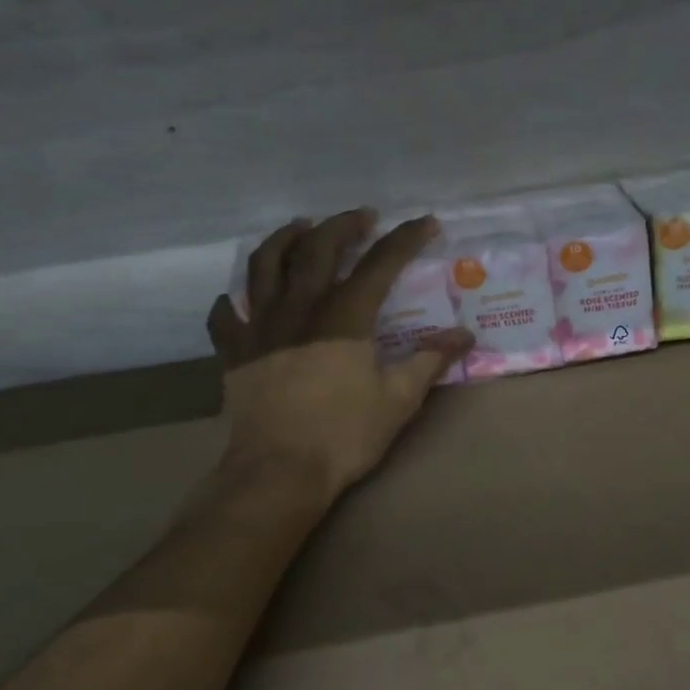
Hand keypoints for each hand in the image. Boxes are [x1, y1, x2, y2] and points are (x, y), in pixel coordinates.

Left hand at [204, 210, 471, 499]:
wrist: (279, 471)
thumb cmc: (344, 435)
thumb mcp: (399, 399)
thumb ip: (430, 360)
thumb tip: (464, 335)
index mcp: (344, 317)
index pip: (379, 264)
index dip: (405, 239)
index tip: (426, 222)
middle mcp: (299, 309)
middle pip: (317, 249)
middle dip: (343, 225)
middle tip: (362, 218)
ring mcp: (260, 327)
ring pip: (264, 265)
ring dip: (284, 239)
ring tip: (300, 228)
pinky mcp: (234, 352)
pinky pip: (225, 315)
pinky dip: (232, 301)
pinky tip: (238, 298)